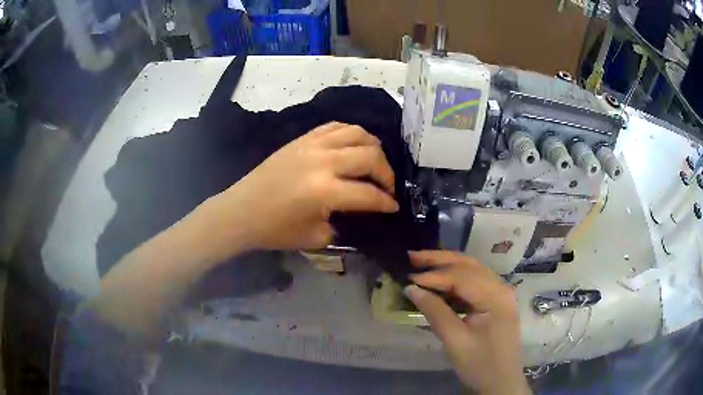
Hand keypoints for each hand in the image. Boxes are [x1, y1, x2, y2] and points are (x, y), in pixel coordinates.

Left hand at [198, 122, 398, 258]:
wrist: (242, 211)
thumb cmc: (276, 230)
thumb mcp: (317, 237)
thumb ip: (345, 222)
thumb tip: (361, 210)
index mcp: (324, 191)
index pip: (369, 194)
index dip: (387, 202)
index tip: (394, 207)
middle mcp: (322, 161)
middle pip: (370, 156)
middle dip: (387, 174)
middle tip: (387, 188)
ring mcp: (312, 144)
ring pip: (357, 133)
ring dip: (373, 148)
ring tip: (375, 163)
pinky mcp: (302, 138)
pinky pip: (336, 126)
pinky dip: (352, 134)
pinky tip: (354, 146)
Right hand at [403, 251, 529, 394]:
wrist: (500, 382)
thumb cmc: (479, 364)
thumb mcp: (455, 341)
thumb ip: (435, 312)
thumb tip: (411, 289)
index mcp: (496, 297)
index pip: (462, 277)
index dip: (434, 276)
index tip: (408, 279)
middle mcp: (501, 287)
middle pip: (469, 265)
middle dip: (440, 260)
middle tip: (412, 256)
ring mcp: (501, 293)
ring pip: (472, 270)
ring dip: (447, 265)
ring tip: (422, 263)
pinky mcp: (496, 301)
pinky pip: (474, 282)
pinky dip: (455, 278)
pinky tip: (440, 280)